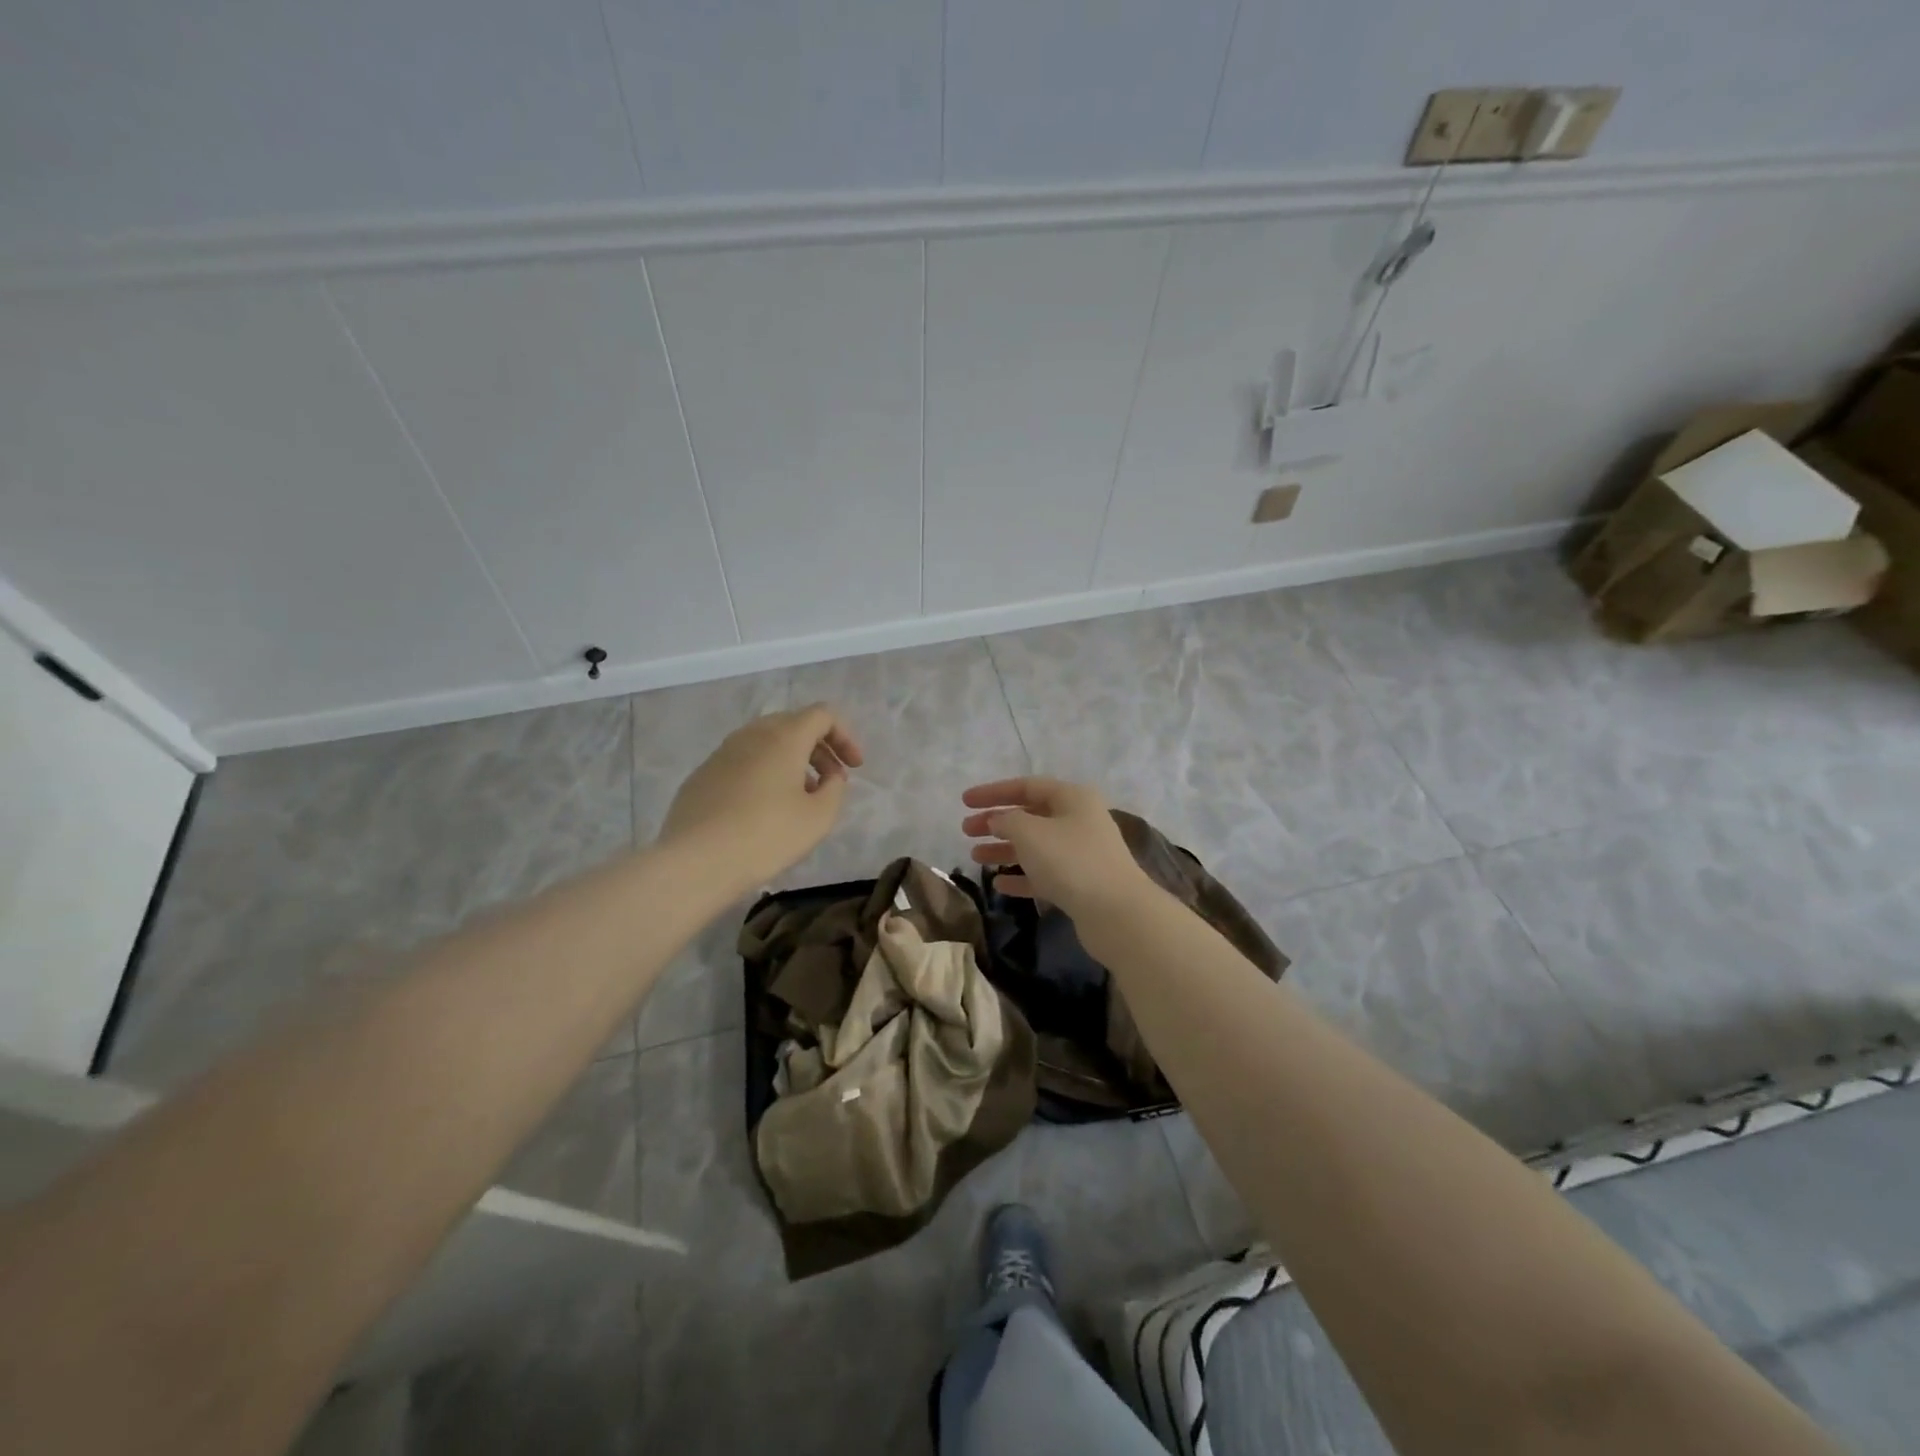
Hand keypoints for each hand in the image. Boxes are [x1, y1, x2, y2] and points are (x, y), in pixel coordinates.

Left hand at [659, 704, 862, 890]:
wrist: (695, 861)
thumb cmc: (766, 836)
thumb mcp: (819, 817)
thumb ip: (835, 789)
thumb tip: (829, 777)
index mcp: (784, 737)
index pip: (822, 715)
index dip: (845, 736)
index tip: (854, 768)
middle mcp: (751, 734)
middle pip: (793, 724)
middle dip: (819, 748)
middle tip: (831, 781)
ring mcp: (721, 752)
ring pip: (765, 742)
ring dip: (790, 761)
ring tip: (799, 797)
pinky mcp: (702, 774)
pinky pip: (742, 761)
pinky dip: (763, 773)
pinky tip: (762, 809)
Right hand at [961, 776, 1149, 920]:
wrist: (1117, 913)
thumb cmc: (1071, 862)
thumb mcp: (1031, 833)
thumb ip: (1007, 821)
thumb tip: (999, 820)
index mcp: (1072, 798)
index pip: (1026, 786)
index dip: (993, 792)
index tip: (964, 802)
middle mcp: (1079, 820)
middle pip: (1030, 815)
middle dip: (996, 822)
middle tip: (966, 831)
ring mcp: (1082, 853)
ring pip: (1035, 846)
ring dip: (1005, 849)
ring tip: (975, 858)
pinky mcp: (1081, 884)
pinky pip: (1044, 874)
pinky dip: (1021, 876)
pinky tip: (999, 884)